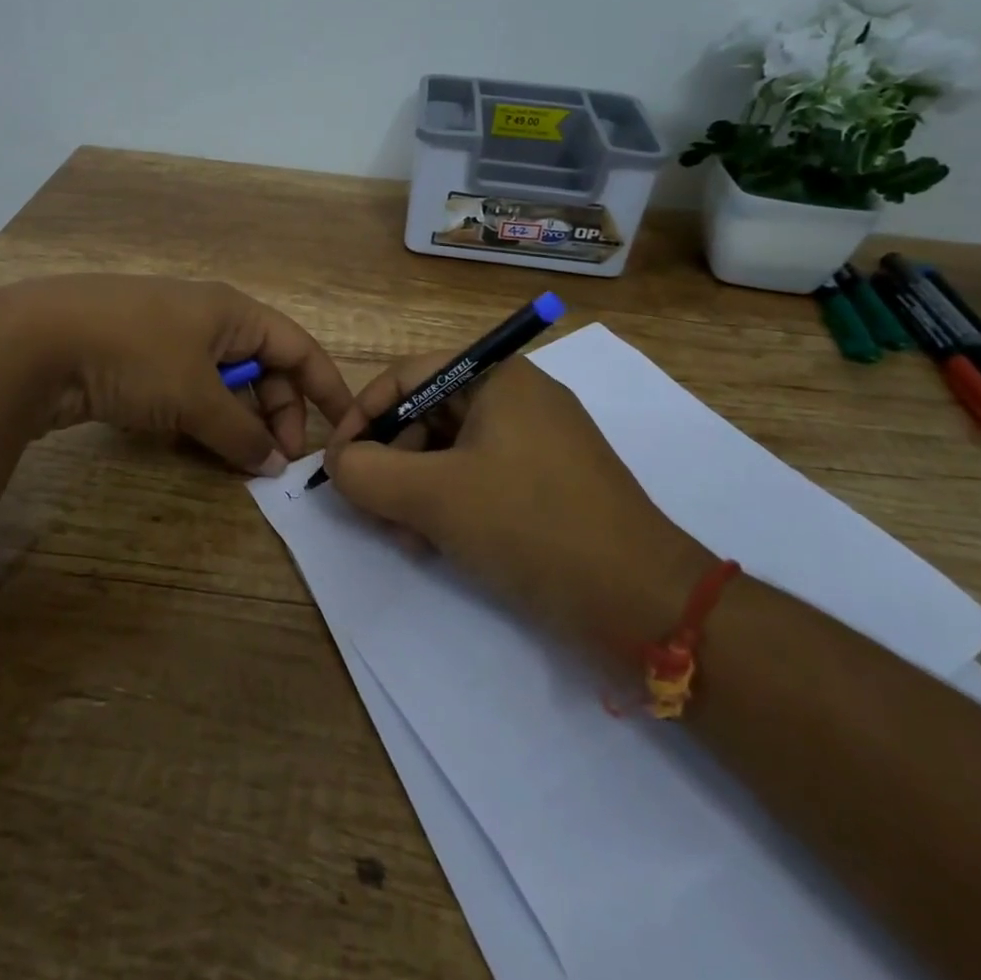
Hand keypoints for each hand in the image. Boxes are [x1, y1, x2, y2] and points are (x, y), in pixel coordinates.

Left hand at [0, 275, 354, 475]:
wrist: (35, 342)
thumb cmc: (134, 354)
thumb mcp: (196, 395)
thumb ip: (240, 431)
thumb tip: (274, 462)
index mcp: (231, 312)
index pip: (297, 346)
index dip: (325, 386)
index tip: (345, 428)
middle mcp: (204, 319)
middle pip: (261, 367)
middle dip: (276, 412)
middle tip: (276, 460)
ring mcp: (166, 338)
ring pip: (221, 384)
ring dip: (236, 421)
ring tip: (239, 461)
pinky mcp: (134, 361)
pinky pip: (185, 393)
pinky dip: (198, 420)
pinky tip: (194, 448)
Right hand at [322, 354, 713, 649]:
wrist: (643, 602)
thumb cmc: (530, 525)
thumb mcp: (433, 495)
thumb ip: (366, 472)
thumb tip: (338, 463)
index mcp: (496, 377)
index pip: (405, 377)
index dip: (361, 416)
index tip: (337, 463)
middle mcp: (517, 398)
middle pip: (425, 415)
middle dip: (389, 462)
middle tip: (370, 509)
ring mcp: (536, 442)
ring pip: (448, 452)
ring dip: (414, 491)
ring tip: (406, 538)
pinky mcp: (547, 484)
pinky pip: (478, 479)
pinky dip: (448, 506)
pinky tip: (435, 546)